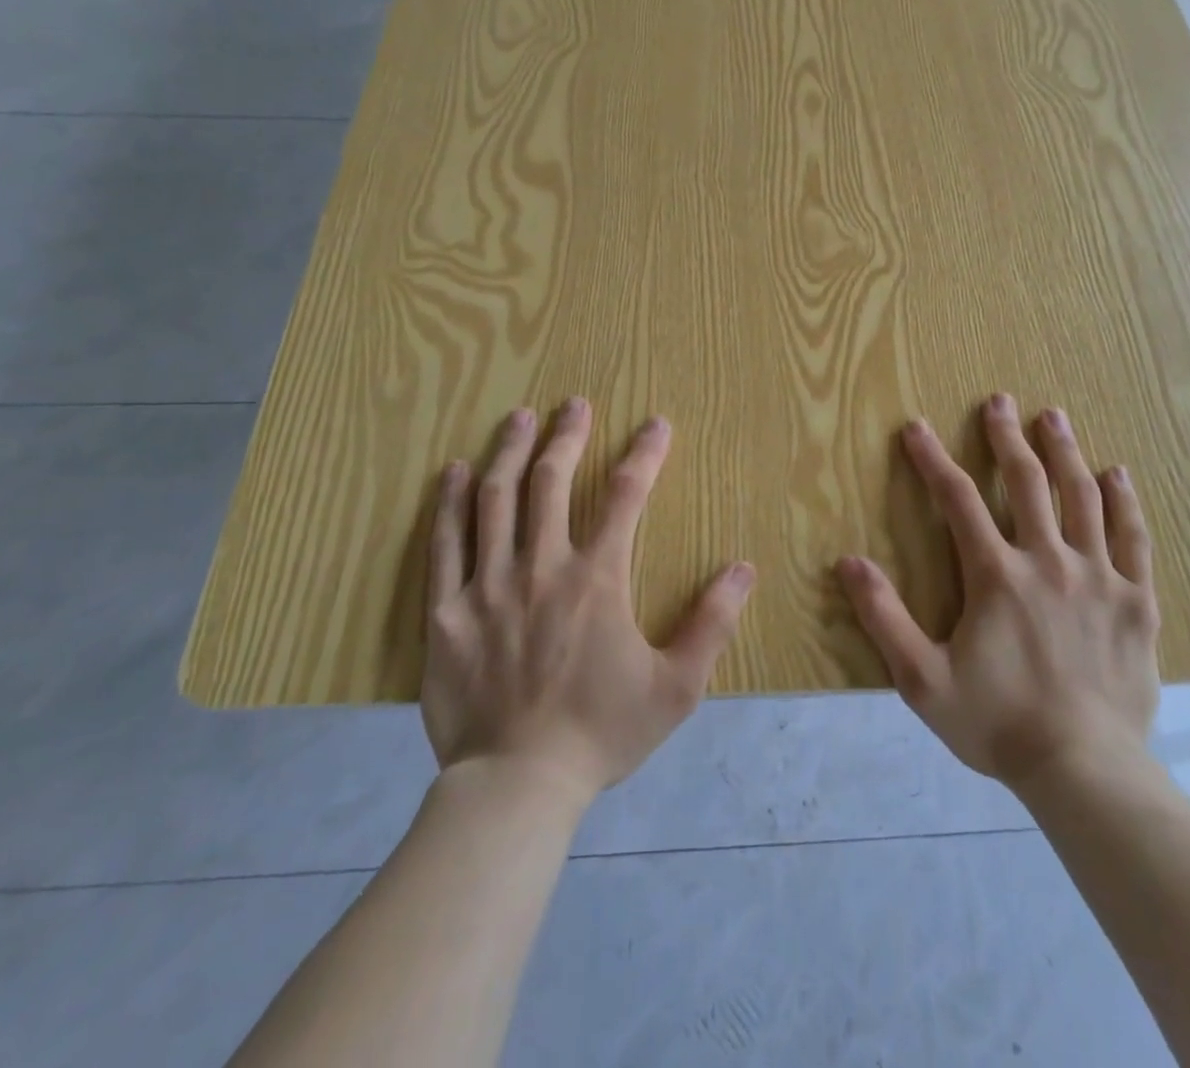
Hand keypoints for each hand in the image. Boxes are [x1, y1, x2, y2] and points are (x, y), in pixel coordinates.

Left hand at [421, 400, 755, 803]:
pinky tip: (454, 472)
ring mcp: (488, 585)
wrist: (517, 786)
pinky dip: (449, 502)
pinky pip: (445, 543)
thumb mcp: (677, 687)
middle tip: (574, 403)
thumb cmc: (601, 733)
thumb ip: (713, 623)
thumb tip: (744, 569)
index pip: (626, 496)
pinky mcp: (447, 611)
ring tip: (519, 417)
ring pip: (496, 499)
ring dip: (511, 451)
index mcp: (598, 579)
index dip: (644, 454)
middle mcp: (542, 566)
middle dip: (567, 435)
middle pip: (552, 481)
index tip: (655, 424)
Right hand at [838, 393, 1159, 792]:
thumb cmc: (997, 723)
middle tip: (999, 401)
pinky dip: (1123, 502)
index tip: (916, 427)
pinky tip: (1117, 474)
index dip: (933, 459)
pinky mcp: (1135, 601)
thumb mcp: (922, 679)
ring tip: (1053, 416)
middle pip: (1027, 482)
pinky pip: (1132, 538)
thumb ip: (884, 618)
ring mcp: (1098, 577)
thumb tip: (847, 562)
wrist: (1085, 771)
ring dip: (1064, 452)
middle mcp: (1048, 561)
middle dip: (1007, 437)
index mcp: (997, 575)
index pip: (958, 500)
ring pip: (1081, 497)